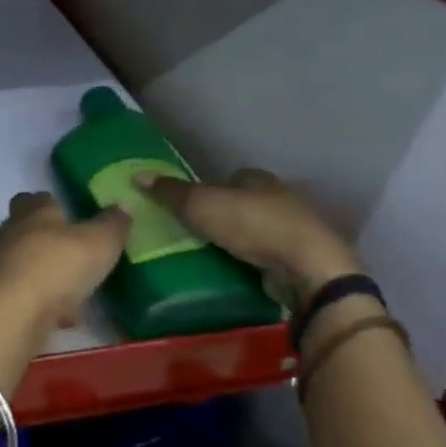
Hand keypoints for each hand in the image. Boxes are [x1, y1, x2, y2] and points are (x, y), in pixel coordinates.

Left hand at [0, 192, 129, 330]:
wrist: (16, 313)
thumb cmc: (59, 265)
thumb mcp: (100, 242)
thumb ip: (113, 224)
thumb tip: (124, 204)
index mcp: (34, 211)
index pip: (36, 197)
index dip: (53, 204)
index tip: (72, 214)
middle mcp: (13, 232)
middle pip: (27, 228)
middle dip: (49, 237)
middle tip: (77, 250)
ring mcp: (3, 265)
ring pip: (27, 262)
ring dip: (48, 272)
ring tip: (77, 287)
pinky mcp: (1, 295)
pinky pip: (28, 292)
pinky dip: (45, 301)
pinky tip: (65, 316)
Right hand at [137, 167, 358, 303]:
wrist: (308, 268)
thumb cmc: (253, 225)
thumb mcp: (201, 205)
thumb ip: (170, 192)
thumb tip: (136, 175)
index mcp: (258, 179)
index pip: (229, 178)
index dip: (210, 189)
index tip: (191, 206)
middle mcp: (281, 198)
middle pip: (245, 202)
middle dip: (226, 215)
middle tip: (198, 232)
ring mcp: (297, 230)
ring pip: (260, 229)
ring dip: (243, 239)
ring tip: (214, 255)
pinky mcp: (304, 259)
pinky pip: (272, 256)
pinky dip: (257, 261)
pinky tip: (241, 271)